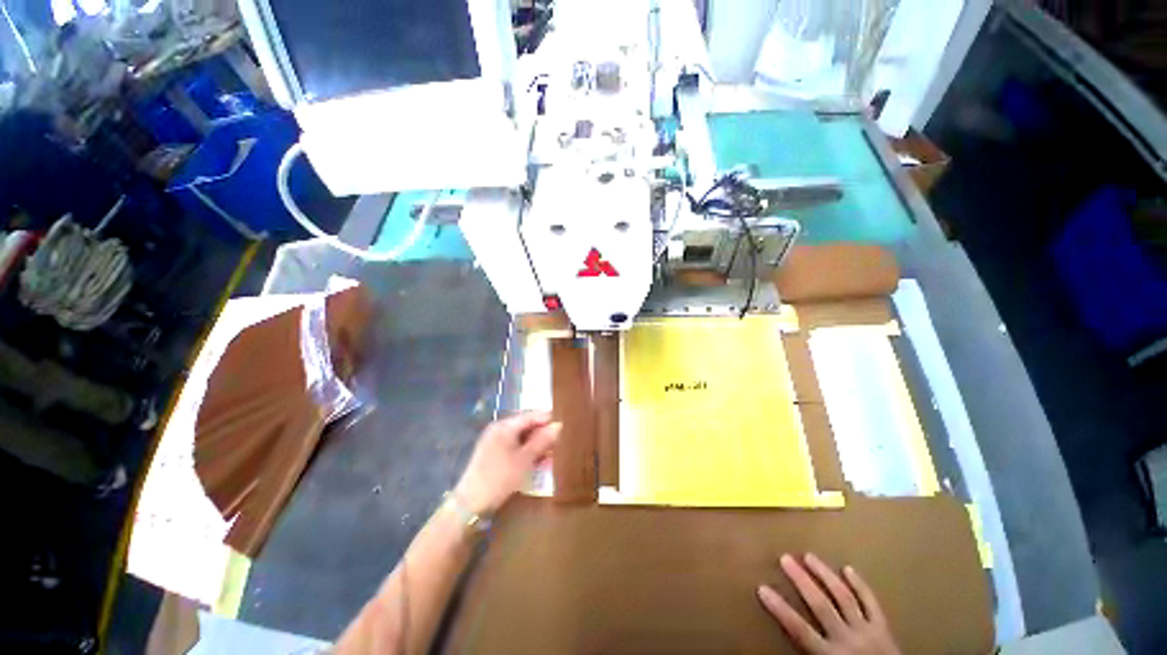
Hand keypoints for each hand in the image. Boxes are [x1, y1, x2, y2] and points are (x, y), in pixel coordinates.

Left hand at [453, 412, 560, 514]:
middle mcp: (499, 429)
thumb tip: (558, 425)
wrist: (470, 504)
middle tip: (559, 444)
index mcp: (505, 426)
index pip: (531, 415)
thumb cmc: (500, 477)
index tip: (564, 426)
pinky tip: (537, 463)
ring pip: (521, 438)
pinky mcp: (492, 455)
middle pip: (526, 426)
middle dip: (542, 434)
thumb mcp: (525, 459)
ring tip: (551, 456)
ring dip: (536, 446)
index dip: (548, 419)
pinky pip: (514, 447)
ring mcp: (494, 442)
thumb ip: (542, 441)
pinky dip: (526, 453)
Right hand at [758, 554, 899, 654]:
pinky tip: (848, 569)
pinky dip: (860, 586)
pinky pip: (871, 603)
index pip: (799, 630)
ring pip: (844, 598)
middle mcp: (847, 639)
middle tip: (786, 558)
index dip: (780, 609)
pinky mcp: (884, 628)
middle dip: (802, 581)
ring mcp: (867, 631)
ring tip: (810, 556)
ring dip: (825, 575)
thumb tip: (780, 648)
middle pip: (821, 605)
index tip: (762, 588)